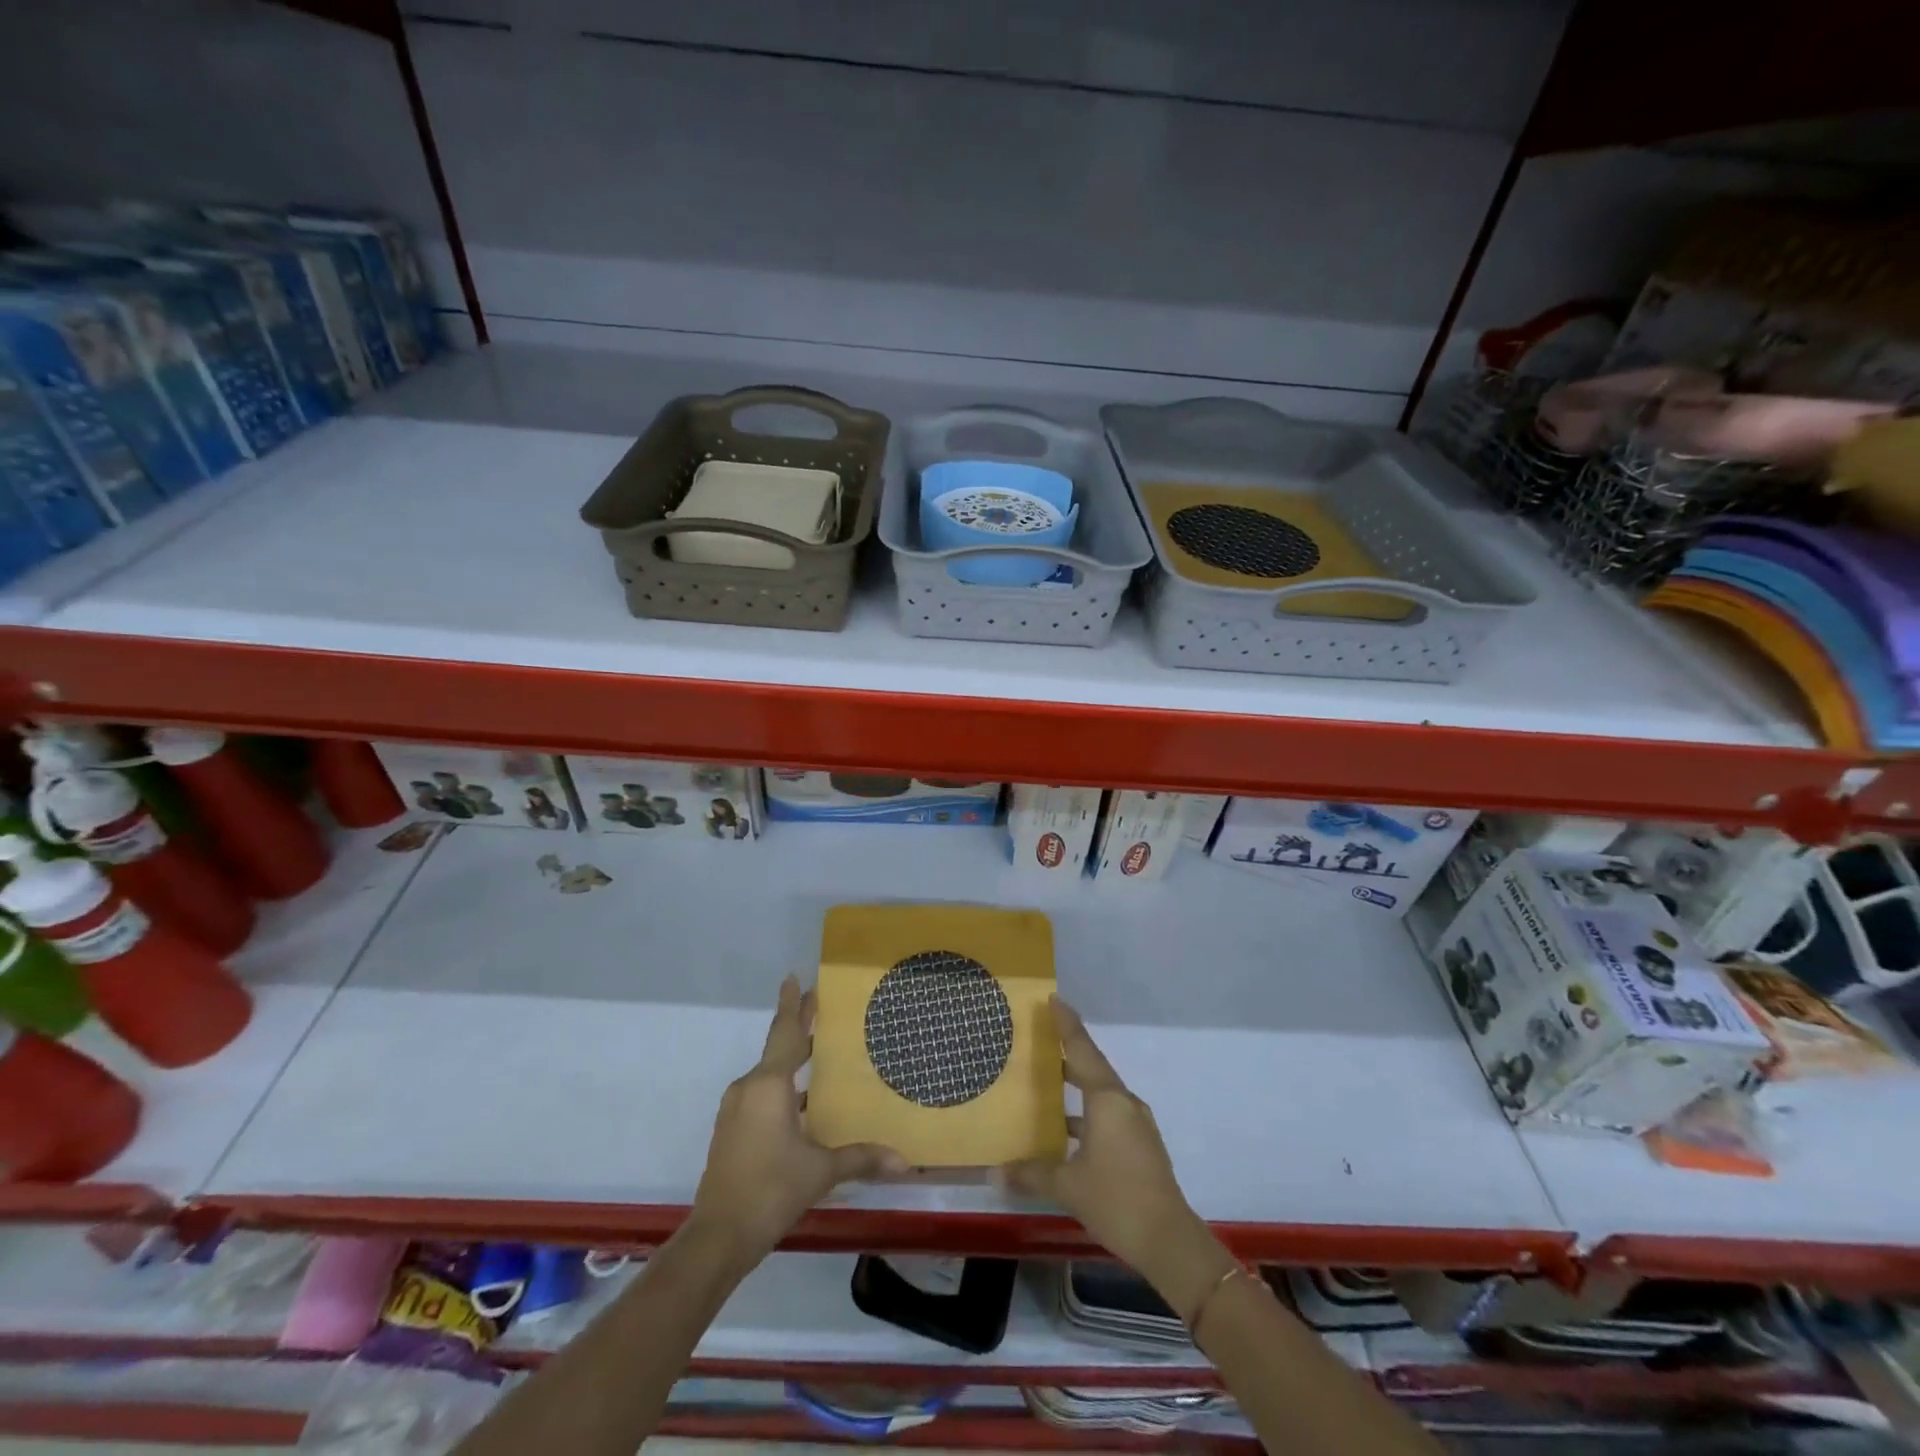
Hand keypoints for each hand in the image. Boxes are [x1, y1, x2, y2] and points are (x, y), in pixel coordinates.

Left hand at [691, 976, 903, 1263]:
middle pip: (778, 1048)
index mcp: (768, 1085)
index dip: (792, 1004)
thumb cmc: (770, 1190)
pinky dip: (783, 1086)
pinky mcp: (732, 1130)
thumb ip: (860, 1158)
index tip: (793, 976)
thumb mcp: (820, 1171)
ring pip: (769, 1073)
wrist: (718, 1237)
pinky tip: (803, 1101)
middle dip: (798, 1027)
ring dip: (792, 1060)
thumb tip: (904, 1161)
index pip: (785, 1032)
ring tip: (820, 1052)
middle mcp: (749, 1088)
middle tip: (820, 1006)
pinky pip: (761, 1093)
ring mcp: (736, 1109)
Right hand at [999, 998, 1234, 1319]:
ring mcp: (1136, 1124)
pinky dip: (1087, 1112)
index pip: (1082, 1050)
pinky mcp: (1141, 1145)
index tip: (1054, 999)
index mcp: (1107, 1100)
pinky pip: (1109, 1114)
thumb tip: (995, 1172)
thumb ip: (1031, 1174)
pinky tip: (1067, 1130)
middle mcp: (1124, 1103)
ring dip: (1077, 1085)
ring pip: (1101, 1093)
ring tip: (1048, 1081)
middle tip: (1042, 1038)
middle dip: (1069, 1052)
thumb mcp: (1067, 1186)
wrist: (1169, 1240)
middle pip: (1092, 1067)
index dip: (1067, 1024)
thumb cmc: (1116, 1200)